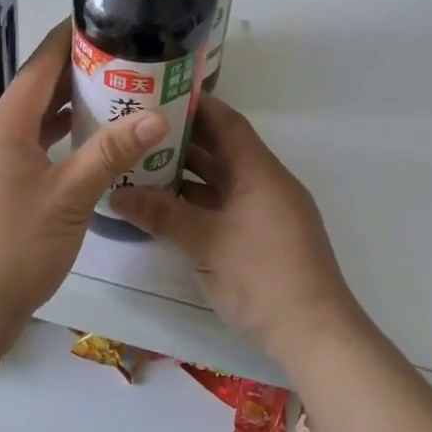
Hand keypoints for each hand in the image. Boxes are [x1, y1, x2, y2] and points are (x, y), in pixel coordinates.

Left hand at [0, 20, 168, 338]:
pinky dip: (57, 146)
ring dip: (67, 114)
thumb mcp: (69, 197)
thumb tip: (157, 115)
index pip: (38, 70)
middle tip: (118, 61)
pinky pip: (30, 155)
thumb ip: (111, 154)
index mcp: (4, 130)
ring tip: (110, 100)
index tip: (95, 19)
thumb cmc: (14, 247)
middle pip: (35, 96)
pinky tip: (84, 155)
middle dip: (74, 76)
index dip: (65, 41)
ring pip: (33, 129)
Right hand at [109, 97, 359, 361]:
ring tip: (144, 167)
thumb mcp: (205, 242)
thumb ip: (161, 214)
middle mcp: (267, 185)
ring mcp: (269, 213)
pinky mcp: (265, 239)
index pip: (228, 123)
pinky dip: (200, 204)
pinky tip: (168, 209)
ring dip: (189, 176)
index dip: (196, 107)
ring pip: (224, 182)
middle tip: (139, 133)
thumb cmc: (261, 276)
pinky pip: (228, 207)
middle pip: (224, 151)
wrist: (314, 335)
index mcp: (260, 172)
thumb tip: (116, 194)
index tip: (159, 96)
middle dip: (184, 142)